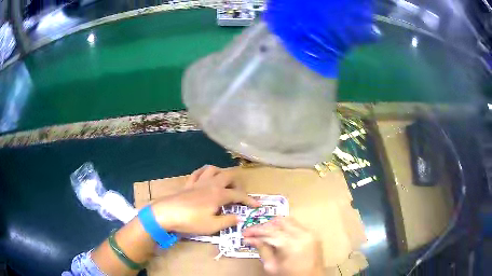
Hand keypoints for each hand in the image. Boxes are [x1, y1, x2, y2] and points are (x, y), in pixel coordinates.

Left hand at [150, 165, 259, 234]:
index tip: (257, 205)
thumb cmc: (191, 221)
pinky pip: (198, 172)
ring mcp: (198, 182)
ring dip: (221, 174)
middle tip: (238, 194)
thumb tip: (239, 218)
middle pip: (228, 175)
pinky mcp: (188, 184)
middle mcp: (210, 184)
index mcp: (219, 194)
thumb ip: (228, 221)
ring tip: (223, 183)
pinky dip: (204, 173)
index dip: (250, 200)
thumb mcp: (212, 226)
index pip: (238, 195)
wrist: (167, 213)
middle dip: (237, 183)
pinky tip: (205, 178)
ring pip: (213, 169)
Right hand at [243, 217, 324, 275]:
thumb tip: (250, 239)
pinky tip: (278, 235)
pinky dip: (285, 227)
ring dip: (275, 225)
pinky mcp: (313, 234)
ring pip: (289, 220)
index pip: (270, 231)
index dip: (256, 231)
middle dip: (265, 226)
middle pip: (280, 222)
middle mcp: (304, 235)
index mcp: (293, 245)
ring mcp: (310, 233)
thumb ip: (263, 250)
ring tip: (265, 233)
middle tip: (254, 233)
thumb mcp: (273, 266)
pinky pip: (297, 225)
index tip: (245, 233)